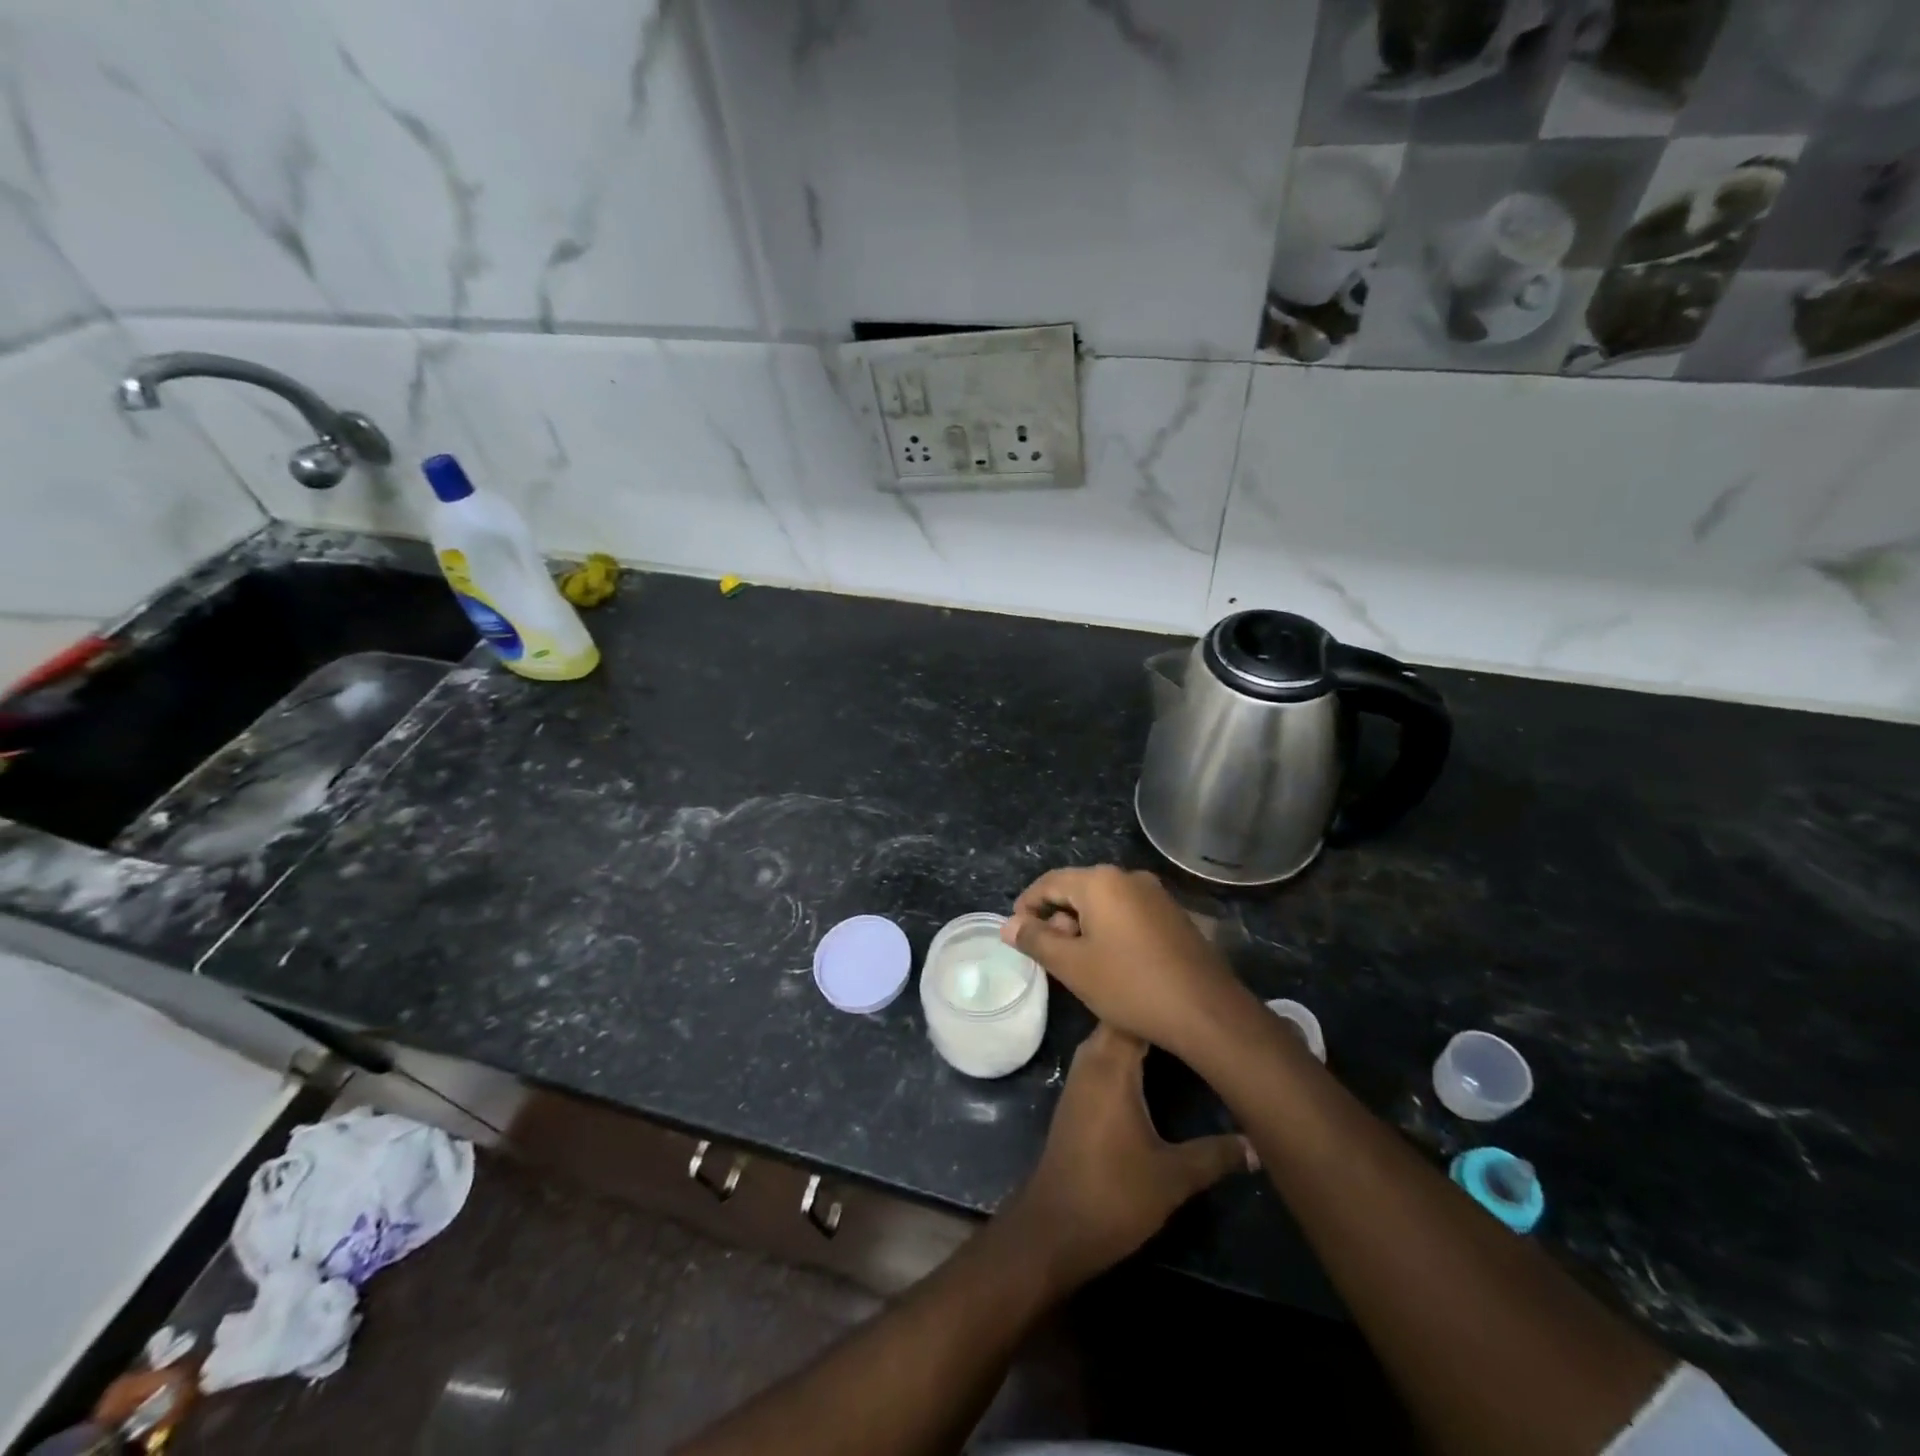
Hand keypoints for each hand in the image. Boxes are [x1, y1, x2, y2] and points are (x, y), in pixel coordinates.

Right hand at [1002, 865, 1253, 1057]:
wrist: (1206, 1012)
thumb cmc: (1130, 985)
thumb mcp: (1072, 966)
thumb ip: (1036, 940)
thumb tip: (1008, 925)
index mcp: (1101, 882)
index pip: (1049, 882)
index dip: (1026, 906)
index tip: (1016, 934)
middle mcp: (1129, 878)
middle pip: (1078, 890)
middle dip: (1056, 918)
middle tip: (1048, 955)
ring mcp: (1156, 895)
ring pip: (1104, 903)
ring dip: (1083, 926)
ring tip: (1077, 963)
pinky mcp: (1173, 916)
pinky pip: (1128, 914)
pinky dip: (1109, 931)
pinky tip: (1111, 963)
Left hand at [1007, 1023, 1254, 1290]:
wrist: (1056, 1227)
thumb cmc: (1114, 1194)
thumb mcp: (1173, 1176)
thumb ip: (1216, 1154)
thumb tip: (1257, 1143)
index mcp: (1111, 1064)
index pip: (1137, 1012)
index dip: (1167, 1004)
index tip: (1203, 1002)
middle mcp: (1091, 1059)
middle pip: (1124, 1019)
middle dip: (1158, 1015)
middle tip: (1203, 1019)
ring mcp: (1081, 1076)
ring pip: (1113, 1037)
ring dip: (1143, 1033)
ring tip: (1187, 1035)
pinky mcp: (1079, 1095)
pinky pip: (1105, 1056)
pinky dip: (1129, 1052)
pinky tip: (1157, 1067)